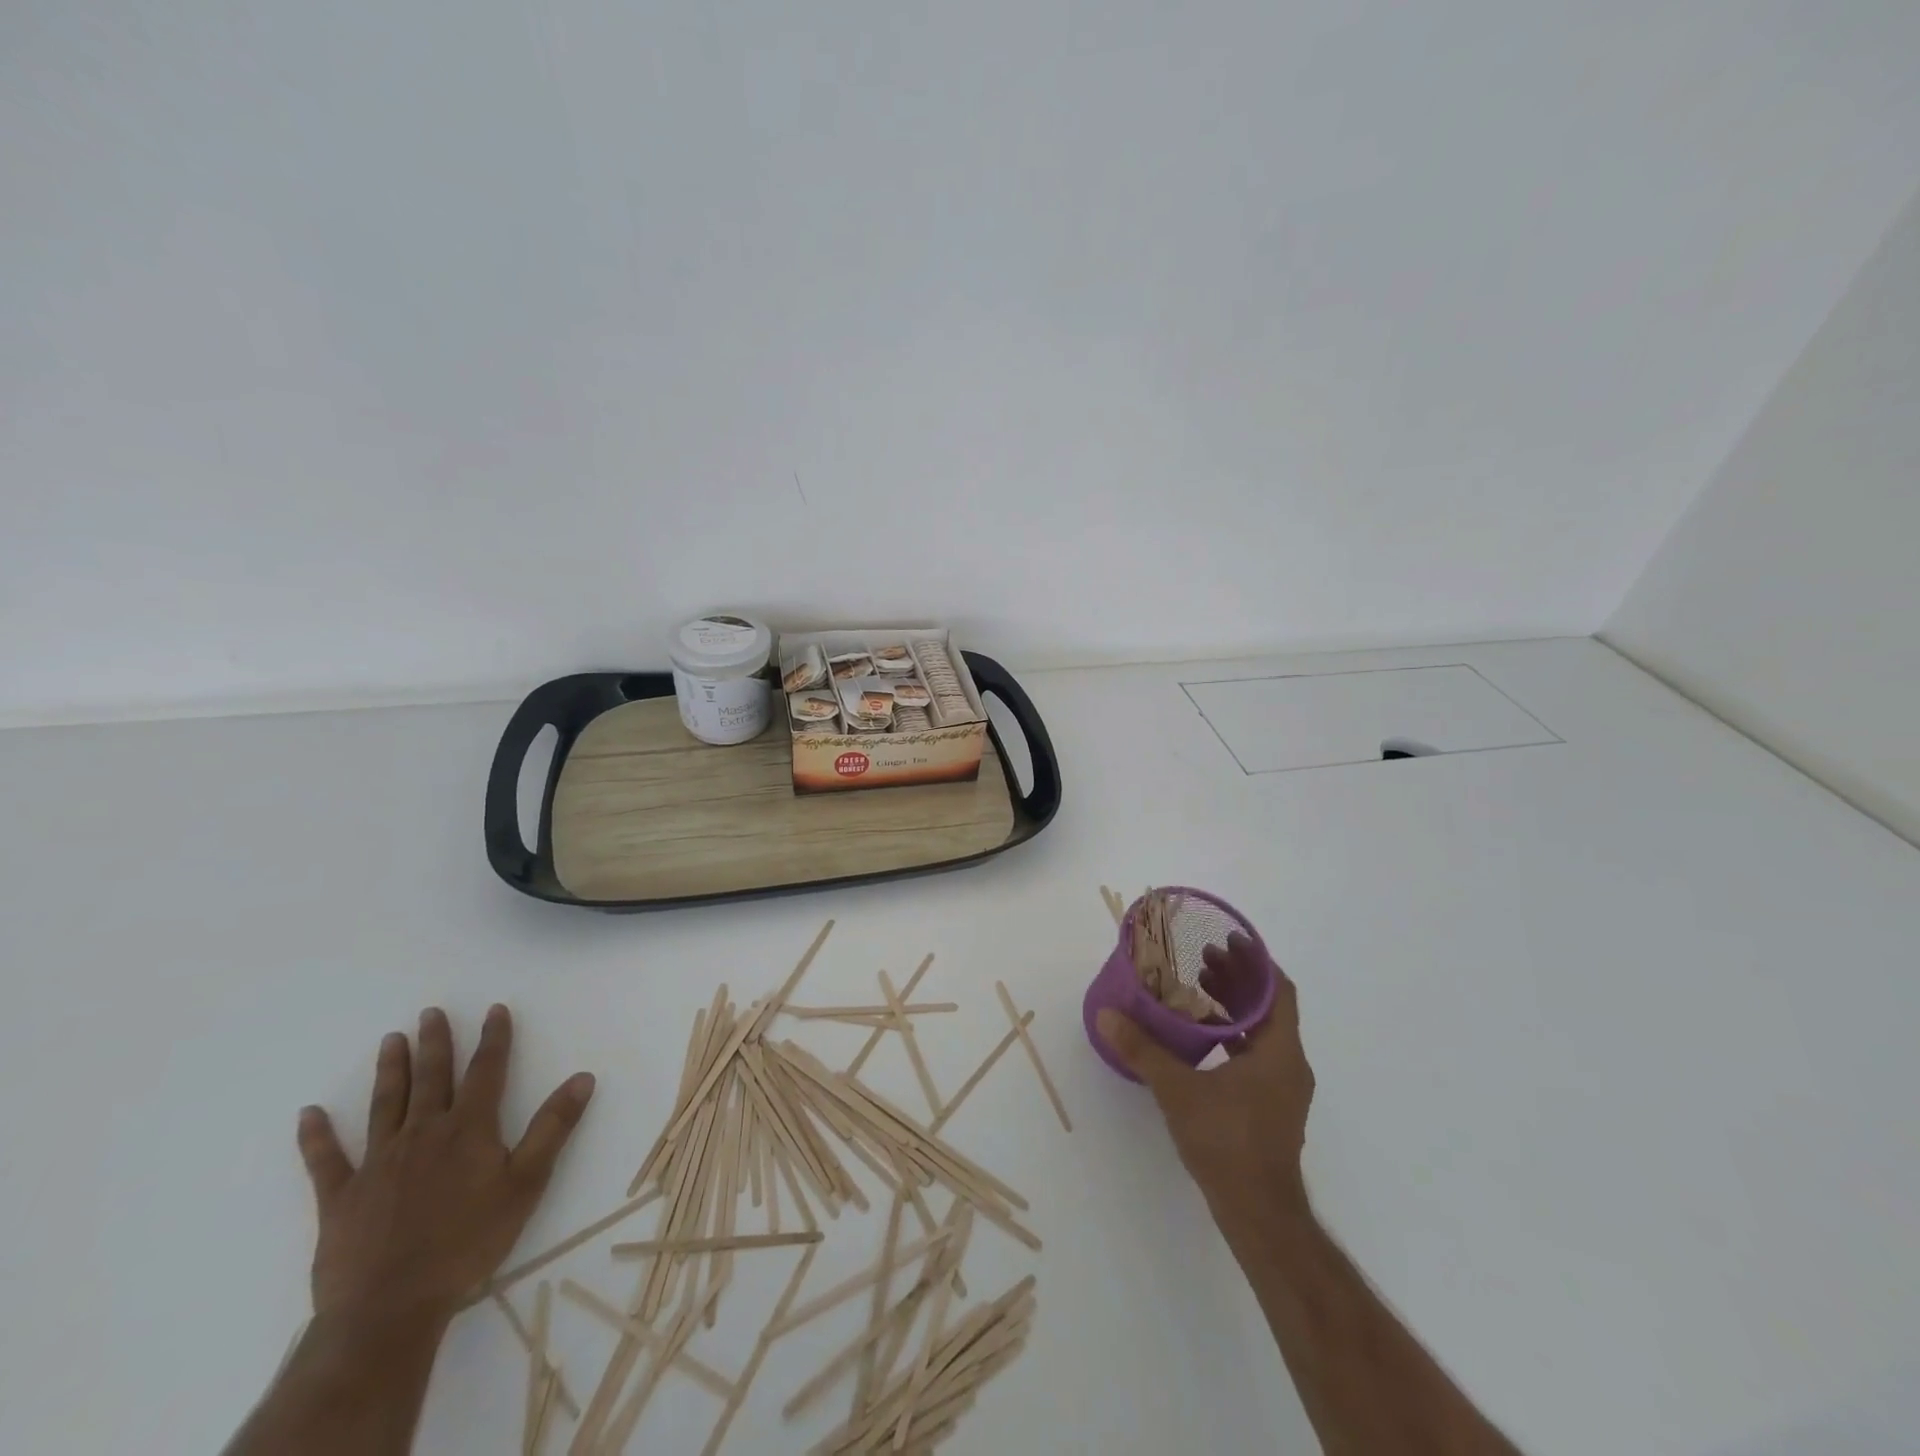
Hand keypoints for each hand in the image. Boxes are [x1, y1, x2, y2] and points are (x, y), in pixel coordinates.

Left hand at [295, 1005, 595, 1325]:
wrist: (390, 1306)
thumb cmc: (469, 1242)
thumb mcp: (527, 1183)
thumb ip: (554, 1127)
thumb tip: (583, 1077)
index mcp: (469, 1128)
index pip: (486, 1070)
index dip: (493, 1038)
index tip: (494, 1009)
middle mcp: (423, 1133)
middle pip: (432, 1077)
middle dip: (435, 1042)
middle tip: (430, 1012)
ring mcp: (378, 1162)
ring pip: (386, 1104)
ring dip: (391, 1070)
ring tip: (391, 1040)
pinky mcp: (341, 1197)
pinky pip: (326, 1160)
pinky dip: (316, 1136)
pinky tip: (309, 1113)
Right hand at [1096, 934, 1313, 1229]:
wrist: (1258, 1214)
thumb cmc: (1227, 1143)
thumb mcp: (1179, 1091)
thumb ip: (1143, 1050)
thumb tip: (1107, 1014)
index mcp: (1280, 1052)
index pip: (1279, 990)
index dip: (1256, 961)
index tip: (1227, 940)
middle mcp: (1289, 1064)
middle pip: (1270, 1007)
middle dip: (1238, 979)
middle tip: (1202, 958)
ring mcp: (1283, 1088)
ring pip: (1263, 1032)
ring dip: (1235, 1007)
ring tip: (1198, 988)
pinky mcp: (1272, 1106)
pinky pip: (1256, 1054)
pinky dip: (1233, 1035)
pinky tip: (1202, 1037)